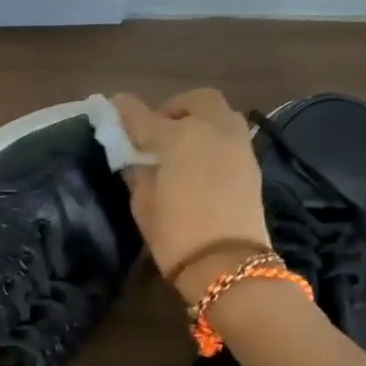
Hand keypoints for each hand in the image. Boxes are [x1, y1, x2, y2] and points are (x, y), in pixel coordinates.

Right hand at [113, 89, 272, 302]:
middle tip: (157, 130)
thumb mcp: (143, 202)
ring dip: (198, 120)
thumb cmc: (174, 233)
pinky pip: (230, 135)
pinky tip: (198, 162)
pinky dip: (212, 138)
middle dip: (174, 108)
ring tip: (180, 145)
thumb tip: (136, 157)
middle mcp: (212, 129)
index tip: (113, 105)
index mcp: (178, 137)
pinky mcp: (251, 163)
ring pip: (219, 113)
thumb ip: (138, 170)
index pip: (143, 116)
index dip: (125, 111)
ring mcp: (237, 144)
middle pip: (195, 101)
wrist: (227, 264)